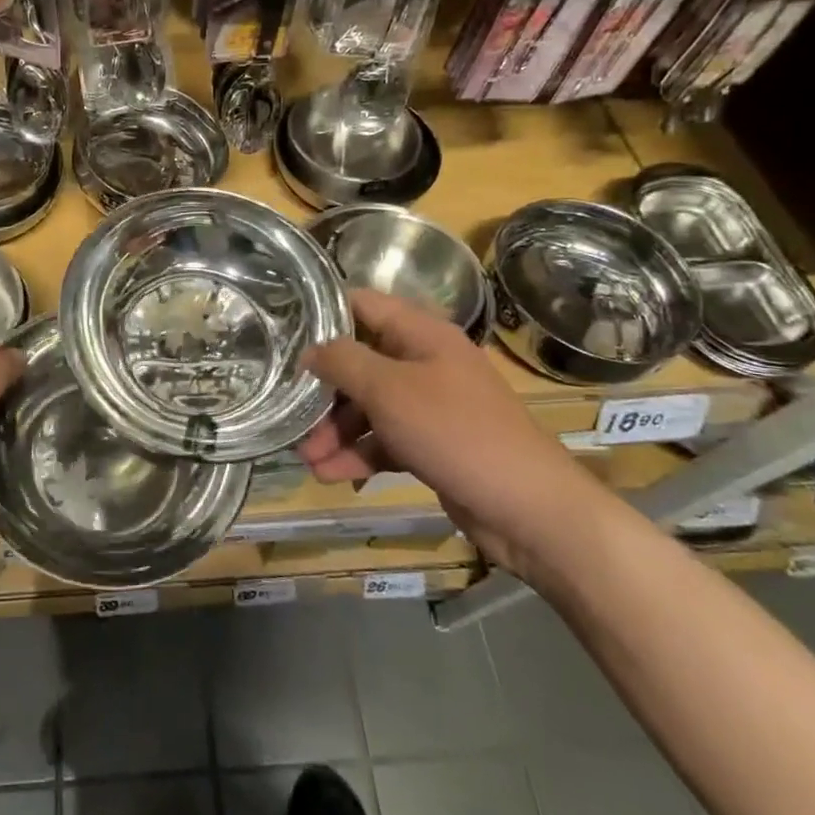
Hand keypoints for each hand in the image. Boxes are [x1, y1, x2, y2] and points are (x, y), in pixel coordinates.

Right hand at [300, 289, 613, 575]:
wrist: (529, 509)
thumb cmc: (456, 432)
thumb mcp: (389, 390)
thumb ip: (343, 362)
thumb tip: (310, 350)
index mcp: (422, 334)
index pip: (362, 305)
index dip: (323, 315)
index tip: (284, 333)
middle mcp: (426, 362)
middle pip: (360, 361)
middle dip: (324, 390)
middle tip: (291, 412)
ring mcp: (431, 405)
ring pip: (370, 405)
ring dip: (336, 429)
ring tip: (306, 458)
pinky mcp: (433, 444)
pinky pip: (386, 439)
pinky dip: (359, 454)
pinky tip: (331, 475)